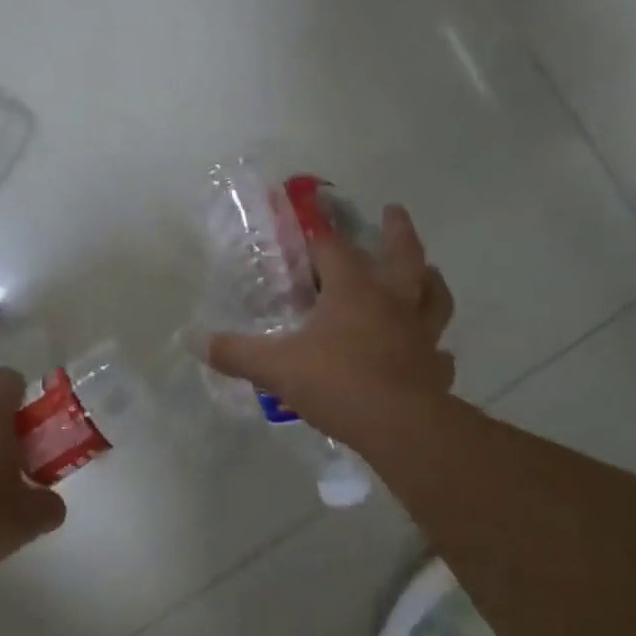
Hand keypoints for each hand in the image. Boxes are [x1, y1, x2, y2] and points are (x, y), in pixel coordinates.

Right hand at [206, 204, 456, 444]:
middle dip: (397, 230)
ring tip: (429, 272)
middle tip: (393, 210)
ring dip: (430, 280)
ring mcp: (420, 333)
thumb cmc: (337, 382)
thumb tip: (197, 341)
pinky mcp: (434, 367)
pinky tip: (431, 353)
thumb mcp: (276, 366)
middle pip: (403, 254)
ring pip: (434, 295)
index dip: (317, 235)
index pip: (332, 248)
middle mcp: (392, 301)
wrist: (398, 425)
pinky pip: (439, 353)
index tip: (307, 223)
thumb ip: (236, 352)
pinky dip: (435, 349)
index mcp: (353, 290)